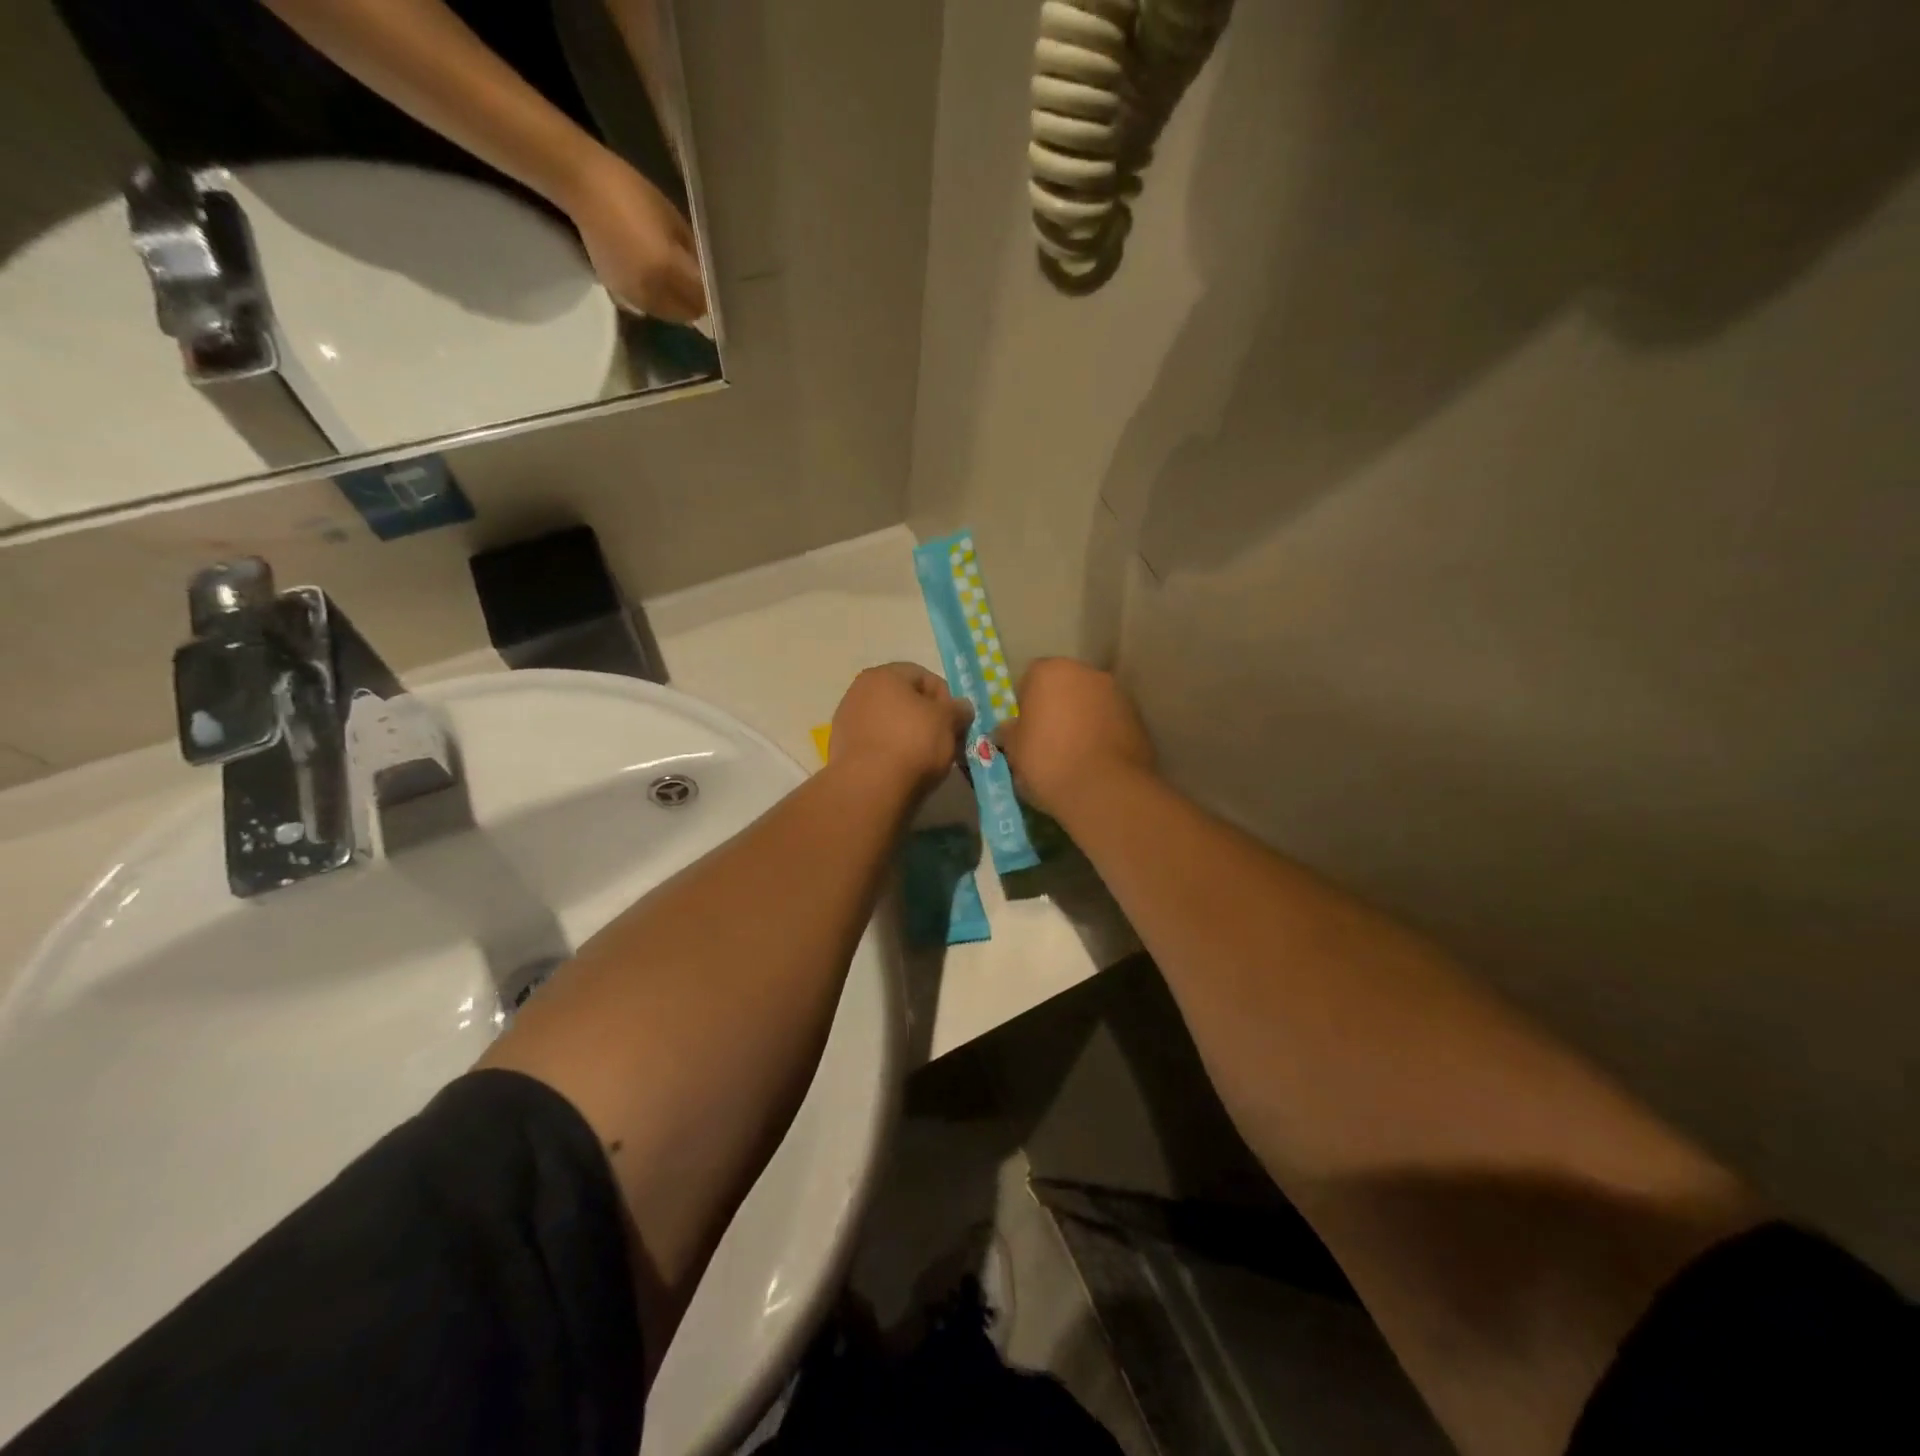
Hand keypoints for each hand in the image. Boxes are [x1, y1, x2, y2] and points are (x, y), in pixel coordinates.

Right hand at [564, 151, 706, 321]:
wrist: (582, 185)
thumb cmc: (632, 193)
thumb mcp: (673, 221)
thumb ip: (692, 254)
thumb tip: (706, 275)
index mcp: (667, 269)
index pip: (701, 299)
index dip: (712, 298)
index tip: (718, 290)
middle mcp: (652, 291)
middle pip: (686, 313)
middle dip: (697, 304)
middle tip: (702, 290)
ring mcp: (633, 295)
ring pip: (669, 315)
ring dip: (679, 306)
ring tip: (682, 288)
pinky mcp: (618, 292)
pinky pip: (649, 308)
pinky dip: (661, 303)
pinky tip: (661, 285)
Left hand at [830, 664, 974, 797]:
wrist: (869, 787)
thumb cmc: (913, 743)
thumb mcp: (948, 722)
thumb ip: (958, 709)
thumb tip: (961, 708)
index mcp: (883, 675)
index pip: (923, 676)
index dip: (945, 697)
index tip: (955, 722)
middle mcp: (859, 691)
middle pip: (904, 700)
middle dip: (927, 717)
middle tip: (944, 740)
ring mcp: (846, 720)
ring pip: (889, 722)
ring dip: (909, 735)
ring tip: (925, 758)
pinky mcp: (841, 749)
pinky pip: (876, 743)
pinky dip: (891, 751)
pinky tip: (903, 769)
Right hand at [995, 659, 1155, 819]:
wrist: (1104, 790)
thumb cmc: (1048, 762)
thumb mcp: (1014, 750)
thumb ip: (1009, 732)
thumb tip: (1007, 730)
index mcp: (1050, 672)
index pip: (1030, 679)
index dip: (1025, 704)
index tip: (1024, 730)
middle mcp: (1087, 673)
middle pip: (1065, 686)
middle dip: (1057, 707)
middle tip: (1048, 741)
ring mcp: (1117, 693)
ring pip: (1091, 702)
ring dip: (1082, 719)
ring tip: (1075, 754)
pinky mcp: (1138, 718)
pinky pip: (1111, 721)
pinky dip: (1103, 733)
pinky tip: (1096, 761)